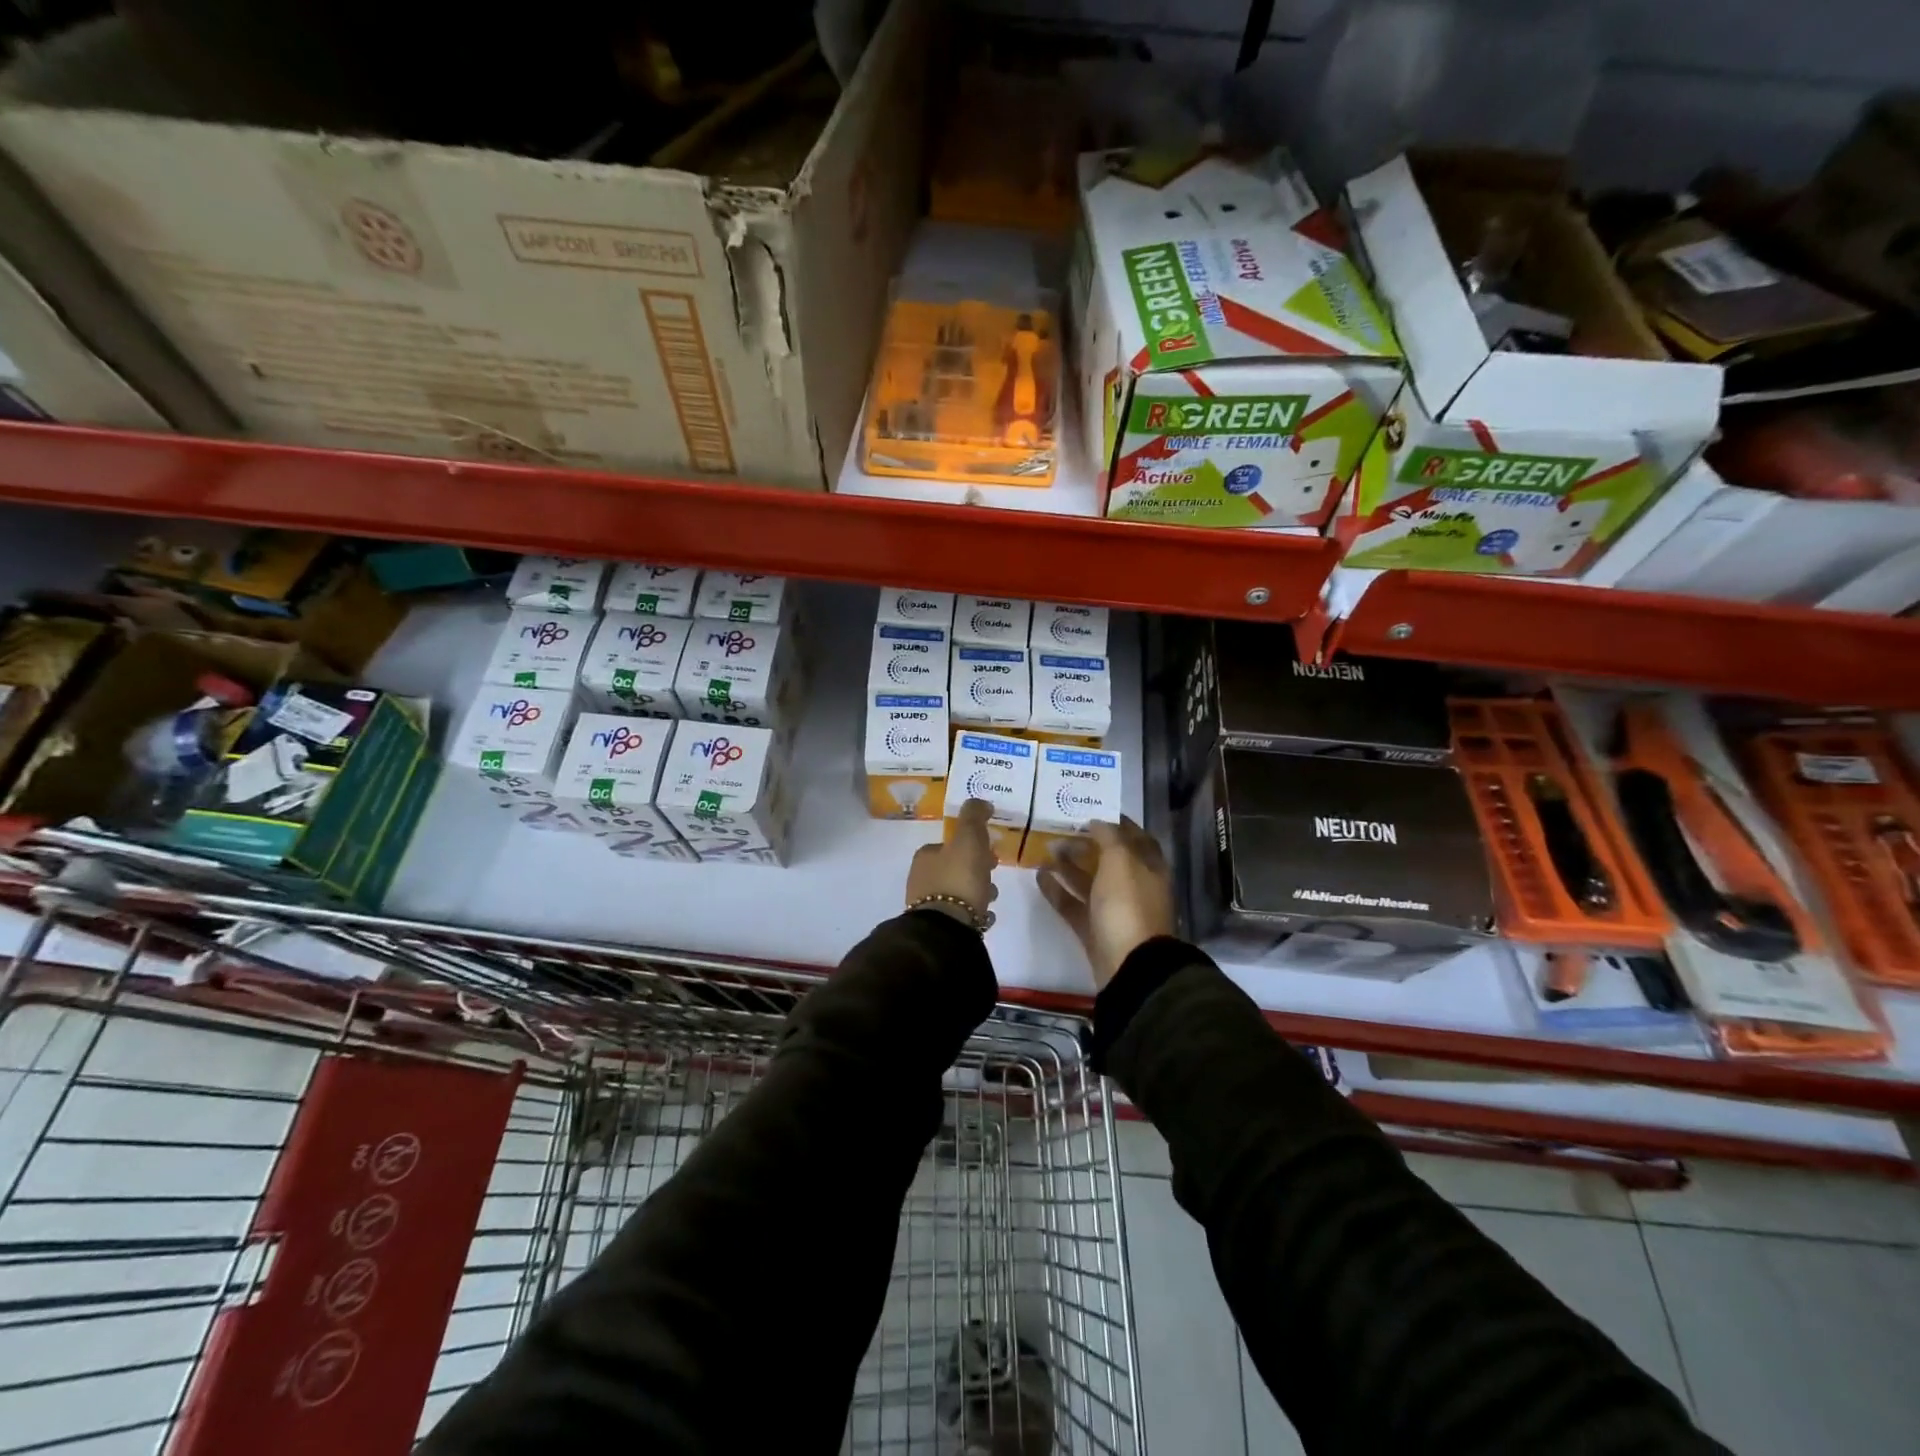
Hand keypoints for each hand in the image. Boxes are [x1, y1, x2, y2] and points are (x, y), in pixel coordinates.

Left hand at [906, 798, 998, 927]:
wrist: (947, 929)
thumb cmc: (958, 879)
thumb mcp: (969, 839)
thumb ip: (973, 817)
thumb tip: (979, 802)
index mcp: (925, 856)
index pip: (948, 845)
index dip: (971, 846)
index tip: (990, 852)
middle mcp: (921, 879)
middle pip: (953, 868)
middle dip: (975, 870)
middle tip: (993, 875)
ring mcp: (926, 906)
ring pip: (957, 892)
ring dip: (976, 892)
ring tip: (991, 899)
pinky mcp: (936, 928)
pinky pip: (959, 915)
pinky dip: (972, 912)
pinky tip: (985, 917)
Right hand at [1037, 817, 1175, 988]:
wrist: (1128, 965)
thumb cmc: (1128, 905)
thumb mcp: (1121, 861)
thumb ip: (1108, 837)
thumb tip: (1098, 822)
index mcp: (1149, 868)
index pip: (1136, 838)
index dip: (1117, 823)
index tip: (1090, 812)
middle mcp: (1134, 887)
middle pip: (1109, 859)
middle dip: (1086, 844)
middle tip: (1060, 830)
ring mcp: (1113, 910)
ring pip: (1089, 882)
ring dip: (1069, 865)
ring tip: (1046, 849)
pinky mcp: (1093, 930)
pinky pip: (1073, 904)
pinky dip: (1057, 890)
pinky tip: (1039, 876)